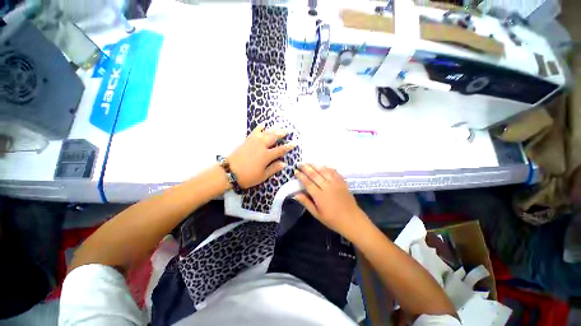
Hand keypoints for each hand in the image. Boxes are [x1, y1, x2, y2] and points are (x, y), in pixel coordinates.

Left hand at [228, 123, 294, 188]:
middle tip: (287, 130)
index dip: (288, 146)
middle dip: (281, 133)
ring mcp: (253, 142)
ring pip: (265, 133)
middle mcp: (261, 146)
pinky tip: (262, 124)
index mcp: (266, 156)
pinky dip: (259, 127)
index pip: (280, 150)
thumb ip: (274, 168)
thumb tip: (284, 163)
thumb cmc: (247, 176)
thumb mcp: (262, 176)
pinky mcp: (247, 140)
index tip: (294, 143)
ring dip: (273, 129)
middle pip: (273, 137)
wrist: (228, 171)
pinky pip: (254, 132)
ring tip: (279, 125)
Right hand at [294, 164, 368, 239]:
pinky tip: (323, 165)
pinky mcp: (342, 182)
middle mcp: (327, 187)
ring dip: (316, 165)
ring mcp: (336, 183)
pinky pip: (334, 172)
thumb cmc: (332, 220)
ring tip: (309, 162)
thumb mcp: (317, 214)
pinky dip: (327, 167)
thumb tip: (295, 194)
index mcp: (320, 196)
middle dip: (307, 168)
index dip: (301, 176)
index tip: (296, 171)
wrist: (352, 220)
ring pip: (324, 171)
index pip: (308, 183)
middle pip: (315, 175)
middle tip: (300, 164)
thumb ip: (306, 202)